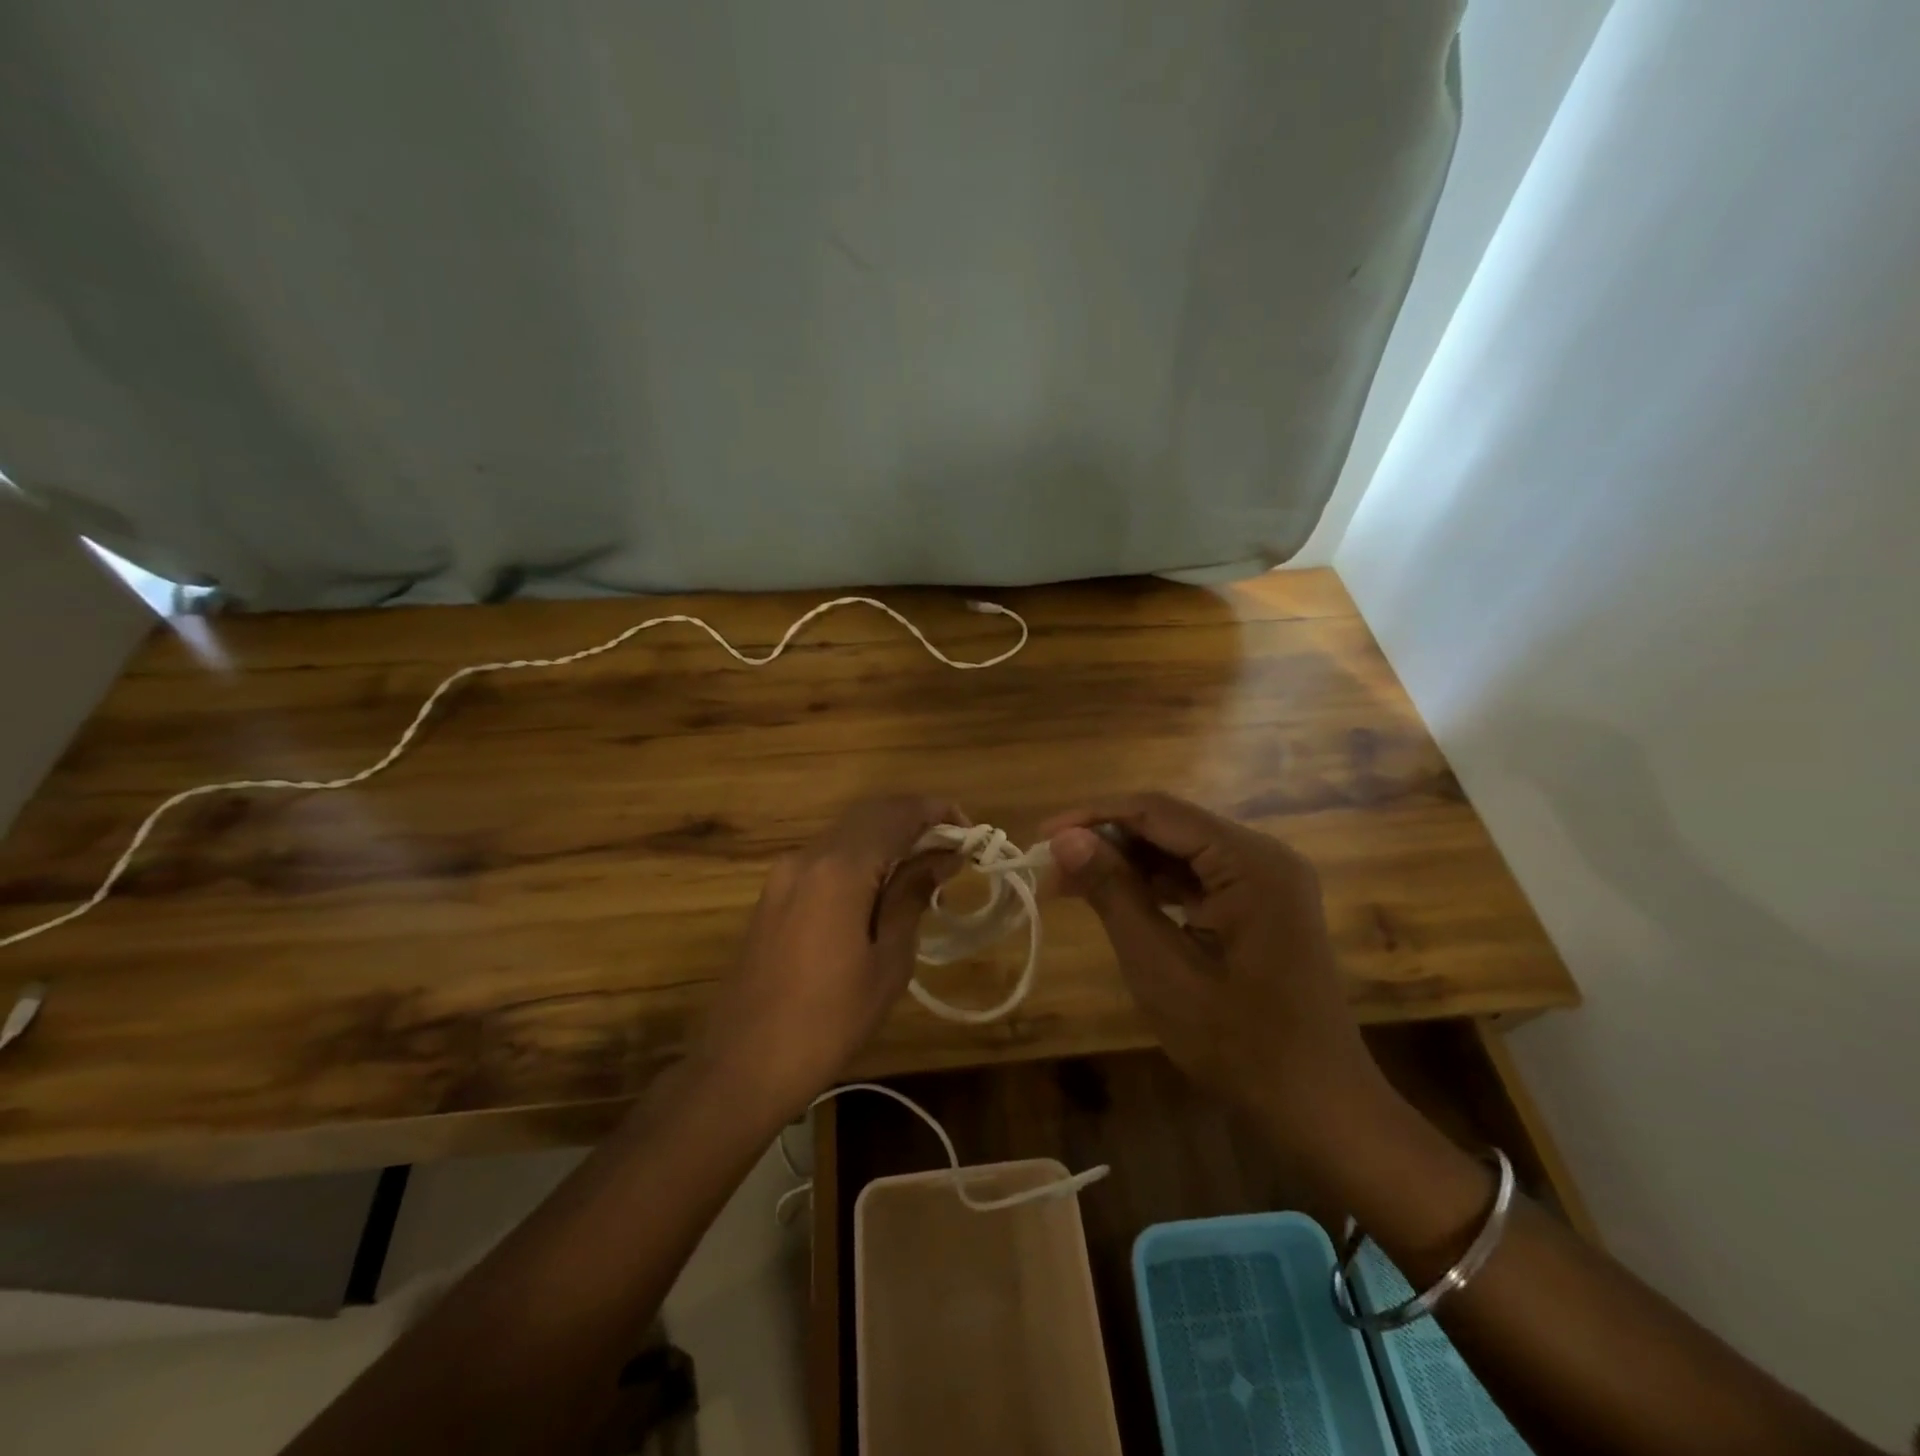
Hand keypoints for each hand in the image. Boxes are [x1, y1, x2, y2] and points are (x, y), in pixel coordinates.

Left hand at [692, 795, 961, 1121]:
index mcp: (839, 869)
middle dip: (914, 821)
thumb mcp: (888, 962)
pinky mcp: (774, 895)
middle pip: (869, 815)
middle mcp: (808, 857)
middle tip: (953, 851)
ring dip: (888, 840)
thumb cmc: (829, 1020)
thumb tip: (941, 858)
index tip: (970, 831)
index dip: (937, 812)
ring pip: (847, 835)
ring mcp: (785, 875)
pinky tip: (883, 892)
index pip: (896, 814)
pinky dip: (861, 860)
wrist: (743, 1064)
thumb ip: (912, 897)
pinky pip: (827, 859)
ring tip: (926, 875)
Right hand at [1042, 793, 1385, 1156]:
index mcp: (1251, 862)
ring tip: (1070, 884)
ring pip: (1180, 850)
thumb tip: (1065, 839)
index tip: (1042, 836)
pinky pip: (1199, 877)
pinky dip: (1155, 886)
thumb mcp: (1161, 967)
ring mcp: (1267, 880)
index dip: (1094, 816)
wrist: (1320, 1107)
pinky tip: (1117, 900)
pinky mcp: (1262, 904)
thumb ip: (1113, 894)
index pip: (1158, 811)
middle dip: (1107, 842)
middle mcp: (1264, 855)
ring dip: (1126, 864)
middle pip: (1170, 826)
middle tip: (1050, 869)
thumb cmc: (1240, 1044)